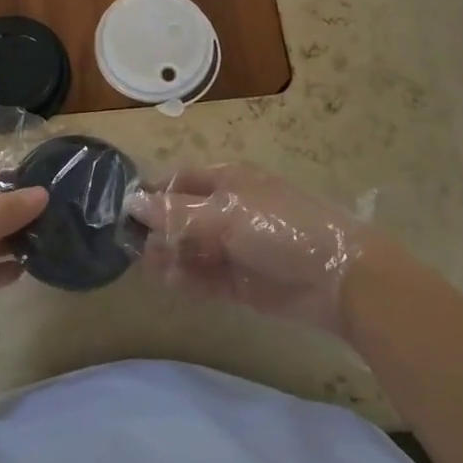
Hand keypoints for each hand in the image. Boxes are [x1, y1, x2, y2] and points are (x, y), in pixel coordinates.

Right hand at [127, 163, 367, 333]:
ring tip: (145, 265)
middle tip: (128, 244)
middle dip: (157, 228)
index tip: (123, 210)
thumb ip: (178, 213)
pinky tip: (166, 280)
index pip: (180, 181)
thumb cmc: (280, 228)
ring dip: (168, 254)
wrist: (339, 278)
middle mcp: (227, 210)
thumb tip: (133, 203)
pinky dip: (185, 278)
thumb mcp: (226, 214)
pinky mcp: (240, 282)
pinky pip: (204, 277)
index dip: (153, 193)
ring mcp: (234, 247)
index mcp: (228, 180)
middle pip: (181, 216)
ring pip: (190, 248)